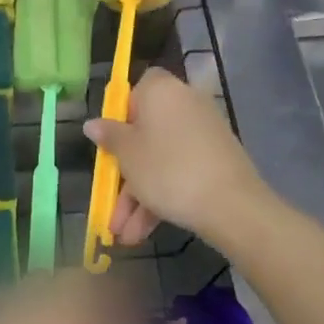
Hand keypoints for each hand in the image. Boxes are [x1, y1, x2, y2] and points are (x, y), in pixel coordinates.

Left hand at [0, 273, 184, 323]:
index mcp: (92, 319)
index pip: (119, 290)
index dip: (122, 312)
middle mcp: (51, 298)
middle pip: (77, 281)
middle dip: (85, 304)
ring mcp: (9, 303)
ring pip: (39, 285)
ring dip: (48, 304)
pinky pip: (2, 298)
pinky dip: (11, 312)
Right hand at [84, 68, 266, 244]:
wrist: (230, 204)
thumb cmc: (167, 169)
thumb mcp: (127, 155)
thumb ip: (109, 137)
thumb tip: (93, 124)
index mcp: (161, 91)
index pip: (137, 89)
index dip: (121, 114)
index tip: (111, 143)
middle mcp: (185, 103)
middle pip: (146, 132)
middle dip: (125, 174)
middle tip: (110, 203)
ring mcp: (204, 132)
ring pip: (161, 159)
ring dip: (140, 196)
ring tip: (124, 235)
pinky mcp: (216, 158)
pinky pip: (181, 170)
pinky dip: (162, 196)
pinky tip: (143, 233)